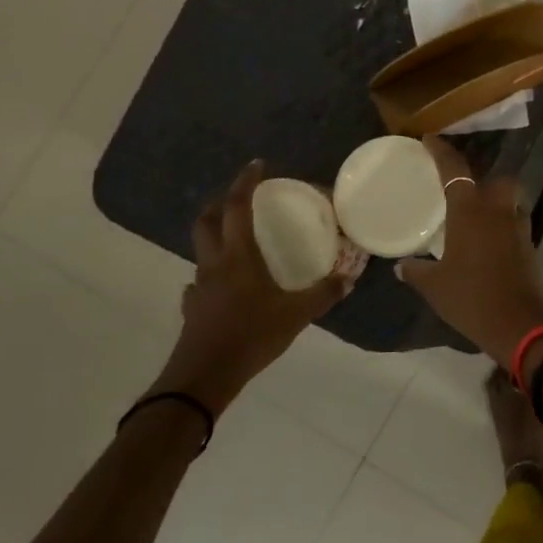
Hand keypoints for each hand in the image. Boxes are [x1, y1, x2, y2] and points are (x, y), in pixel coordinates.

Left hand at [150, 161, 352, 411]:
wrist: (204, 377)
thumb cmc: (251, 336)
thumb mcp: (296, 315)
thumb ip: (324, 294)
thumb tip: (349, 277)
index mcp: (238, 257)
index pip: (238, 207)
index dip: (245, 182)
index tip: (257, 165)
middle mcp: (214, 264)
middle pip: (206, 221)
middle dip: (219, 204)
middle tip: (239, 200)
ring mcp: (199, 286)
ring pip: (201, 250)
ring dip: (216, 237)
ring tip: (239, 242)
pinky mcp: (193, 308)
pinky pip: (199, 283)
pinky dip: (211, 275)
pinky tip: (226, 288)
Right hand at [397, 135, 542, 365]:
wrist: (521, 325)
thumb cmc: (472, 298)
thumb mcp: (435, 287)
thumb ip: (417, 272)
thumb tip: (401, 266)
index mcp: (470, 211)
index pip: (454, 170)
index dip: (441, 152)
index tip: (430, 140)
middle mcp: (498, 211)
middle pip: (499, 179)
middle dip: (485, 178)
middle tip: (466, 190)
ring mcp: (519, 228)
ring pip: (511, 201)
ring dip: (498, 203)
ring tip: (477, 218)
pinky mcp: (531, 247)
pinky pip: (516, 225)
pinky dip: (504, 227)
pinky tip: (489, 244)